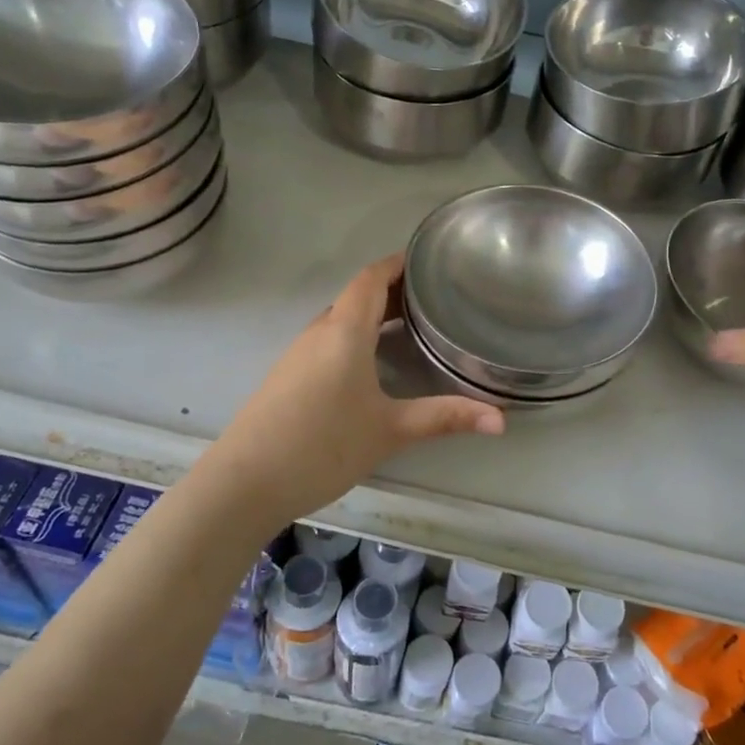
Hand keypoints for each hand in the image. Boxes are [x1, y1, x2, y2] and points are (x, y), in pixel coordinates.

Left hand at [185, 254, 503, 530]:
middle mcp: (319, 332)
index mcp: (345, 331)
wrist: (243, 483)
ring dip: (373, 315)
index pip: (370, 278)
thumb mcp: (390, 431)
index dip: (397, 264)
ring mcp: (298, 354)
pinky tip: (370, 364)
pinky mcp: (287, 376)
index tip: (428, 262)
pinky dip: (355, 336)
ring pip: (340, 320)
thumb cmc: (323, 445)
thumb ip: (445, 418)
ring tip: (410, 326)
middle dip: (393, 291)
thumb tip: (501, 420)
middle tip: (433, 299)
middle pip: (357, 296)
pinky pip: (327, 340)